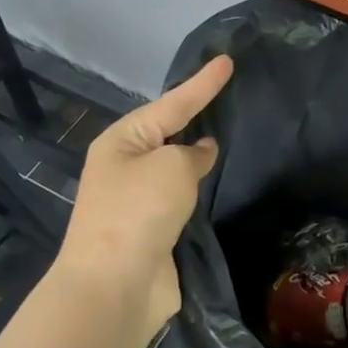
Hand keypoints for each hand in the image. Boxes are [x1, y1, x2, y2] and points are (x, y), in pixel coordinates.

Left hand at [56, 55, 232, 347]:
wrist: (115, 286)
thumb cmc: (139, 211)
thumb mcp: (171, 166)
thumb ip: (193, 153)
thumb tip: (200, 154)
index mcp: (122, 141)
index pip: (172, 102)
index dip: (202, 83)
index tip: (227, 61)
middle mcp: (126, 166)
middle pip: (169, 131)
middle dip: (196, 114)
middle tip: (230, 93)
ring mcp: (138, 200)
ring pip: (176, 166)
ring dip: (198, 155)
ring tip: (231, 134)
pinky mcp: (154, 229)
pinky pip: (182, 196)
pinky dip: (199, 187)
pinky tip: (220, 181)